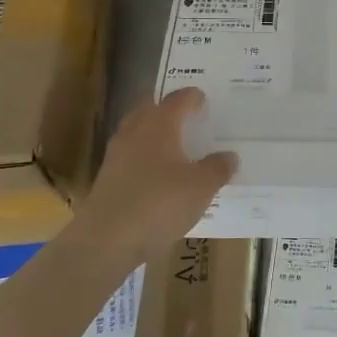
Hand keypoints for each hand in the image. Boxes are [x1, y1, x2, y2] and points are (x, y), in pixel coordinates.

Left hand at [66, 87, 236, 268]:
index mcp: (159, 124)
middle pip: (150, 109)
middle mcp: (134, 132)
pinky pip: (131, 158)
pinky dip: (146, 158)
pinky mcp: (108, 179)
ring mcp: (116, 155)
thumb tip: (229, 156)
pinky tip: (159, 176)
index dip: (192, 97)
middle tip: (187, 116)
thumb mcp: (201, 187)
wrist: (107, 239)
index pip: (177, 99)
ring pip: (138, 133)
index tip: (203, 98)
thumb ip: (218, 168)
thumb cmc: (160, 203)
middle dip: (167, 109)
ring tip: (176, 146)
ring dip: (155, 134)